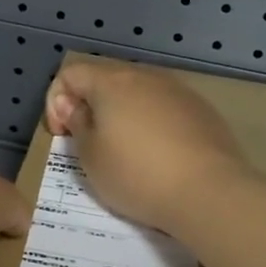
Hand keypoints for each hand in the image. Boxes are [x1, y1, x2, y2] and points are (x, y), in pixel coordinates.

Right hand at [44, 57, 252, 231]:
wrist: (209, 192)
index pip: (71, 74)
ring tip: (124, 151)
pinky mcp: (202, 110)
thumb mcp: (91, 156)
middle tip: (88, 143)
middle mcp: (146, 76)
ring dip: (122, 115)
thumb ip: (77, 124)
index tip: (62, 135)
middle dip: (89, 107)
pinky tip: (158, 156)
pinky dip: (151, 124)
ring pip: (138, 93)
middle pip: (105, 80)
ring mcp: (178, 91)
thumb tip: (75, 106)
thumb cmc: (137, 174)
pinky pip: (164, 109)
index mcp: (112, 81)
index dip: (55, 102)